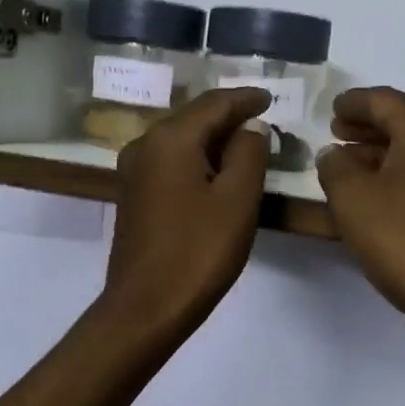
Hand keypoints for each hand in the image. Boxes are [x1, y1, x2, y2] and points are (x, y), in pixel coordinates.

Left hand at [98, 87, 272, 339]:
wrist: (146, 307)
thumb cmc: (198, 251)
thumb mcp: (237, 199)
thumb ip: (249, 153)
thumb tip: (251, 127)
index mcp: (170, 139)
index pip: (214, 103)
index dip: (246, 99)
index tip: (271, 97)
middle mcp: (145, 145)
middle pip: (193, 118)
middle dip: (229, 118)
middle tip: (264, 122)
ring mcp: (134, 172)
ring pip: (181, 141)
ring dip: (213, 140)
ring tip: (246, 146)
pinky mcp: (133, 195)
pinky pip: (170, 163)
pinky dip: (197, 160)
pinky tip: (216, 173)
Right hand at [317, 88, 404, 353]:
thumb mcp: (352, 199)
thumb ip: (335, 167)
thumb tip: (334, 153)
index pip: (384, 100)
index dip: (354, 103)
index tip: (332, 109)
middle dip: (369, 127)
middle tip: (337, 133)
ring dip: (383, 154)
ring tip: (350, 166)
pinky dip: (401, 176)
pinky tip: (380, 197)